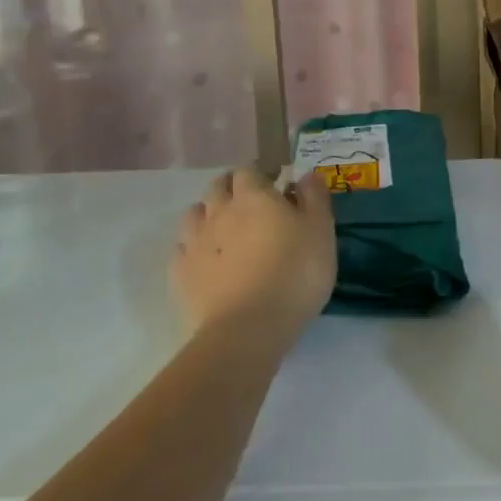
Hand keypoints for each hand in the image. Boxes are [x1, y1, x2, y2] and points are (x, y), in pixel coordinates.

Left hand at [173, 167, 336, 347]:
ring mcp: (194, 243)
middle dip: (231, 188)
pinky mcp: (180, 275)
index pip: (249, 170)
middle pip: (217, 186)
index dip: (260, 173)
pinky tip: (205, 261)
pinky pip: (181, 250)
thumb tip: (304, 174)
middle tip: (250, 204)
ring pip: (193, 215)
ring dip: (207, 214)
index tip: (274, 183)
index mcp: (253, 196)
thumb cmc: (294, 274)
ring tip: (223, 230)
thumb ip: (314, 197)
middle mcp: (218, 211)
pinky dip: (192, 249)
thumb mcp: (321, 231)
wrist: (248, 330)